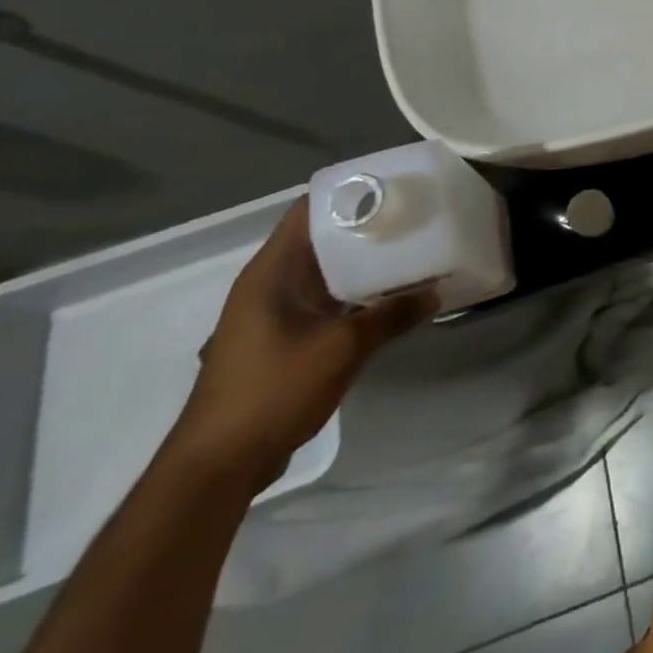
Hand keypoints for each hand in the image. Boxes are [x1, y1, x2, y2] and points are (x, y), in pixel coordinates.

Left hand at [170, 199, 436, 483]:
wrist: (217, 468)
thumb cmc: (272, 391)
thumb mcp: (342, 348)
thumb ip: (391, 316)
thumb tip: (436, 292)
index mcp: (271, 272)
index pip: (309, 210)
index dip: (349, 193)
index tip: (394, 185)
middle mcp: (269, 284)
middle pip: (322, 238)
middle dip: (366, 226)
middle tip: (415, 216)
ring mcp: (273, 313)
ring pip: (325, 271)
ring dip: (362, 262)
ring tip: (411, 249)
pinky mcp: (281, 339)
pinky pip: (324, 300)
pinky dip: (354, 292)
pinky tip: (388, 296)